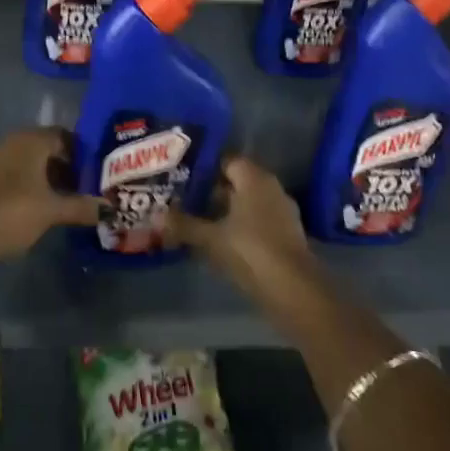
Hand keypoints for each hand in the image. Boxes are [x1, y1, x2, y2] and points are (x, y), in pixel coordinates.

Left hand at [0, 128, 101, 276]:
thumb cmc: (13, 212)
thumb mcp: (52, 210)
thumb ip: (82, 206)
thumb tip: (110, 208)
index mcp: (31, 139)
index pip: (64, 136)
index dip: (82, 153)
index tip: (96, 173)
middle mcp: (12, 141)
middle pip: (46, 148)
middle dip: (65, 167)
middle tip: (85, 188)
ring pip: (29, 162)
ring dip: (46, 178)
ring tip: (65, 201)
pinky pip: (13, 175)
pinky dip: (28, 186)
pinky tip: (39, 207)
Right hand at [165, 155, 323, 304]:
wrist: (294, 289)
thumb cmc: (250, 250)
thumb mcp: (210, 238)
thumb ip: (184, 224)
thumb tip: (156, 216)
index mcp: (254, 178)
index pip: (226, 161)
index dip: (204, 168)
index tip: (182, 176)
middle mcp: (270, 188)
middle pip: (236, 182)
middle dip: (211, 190)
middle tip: (184, 198)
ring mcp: (281, 212)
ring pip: (246, 203)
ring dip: (225, 210)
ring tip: (197, 219)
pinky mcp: (285, 235)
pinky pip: (256, 221)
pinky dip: (239, 226)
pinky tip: (219, 240)